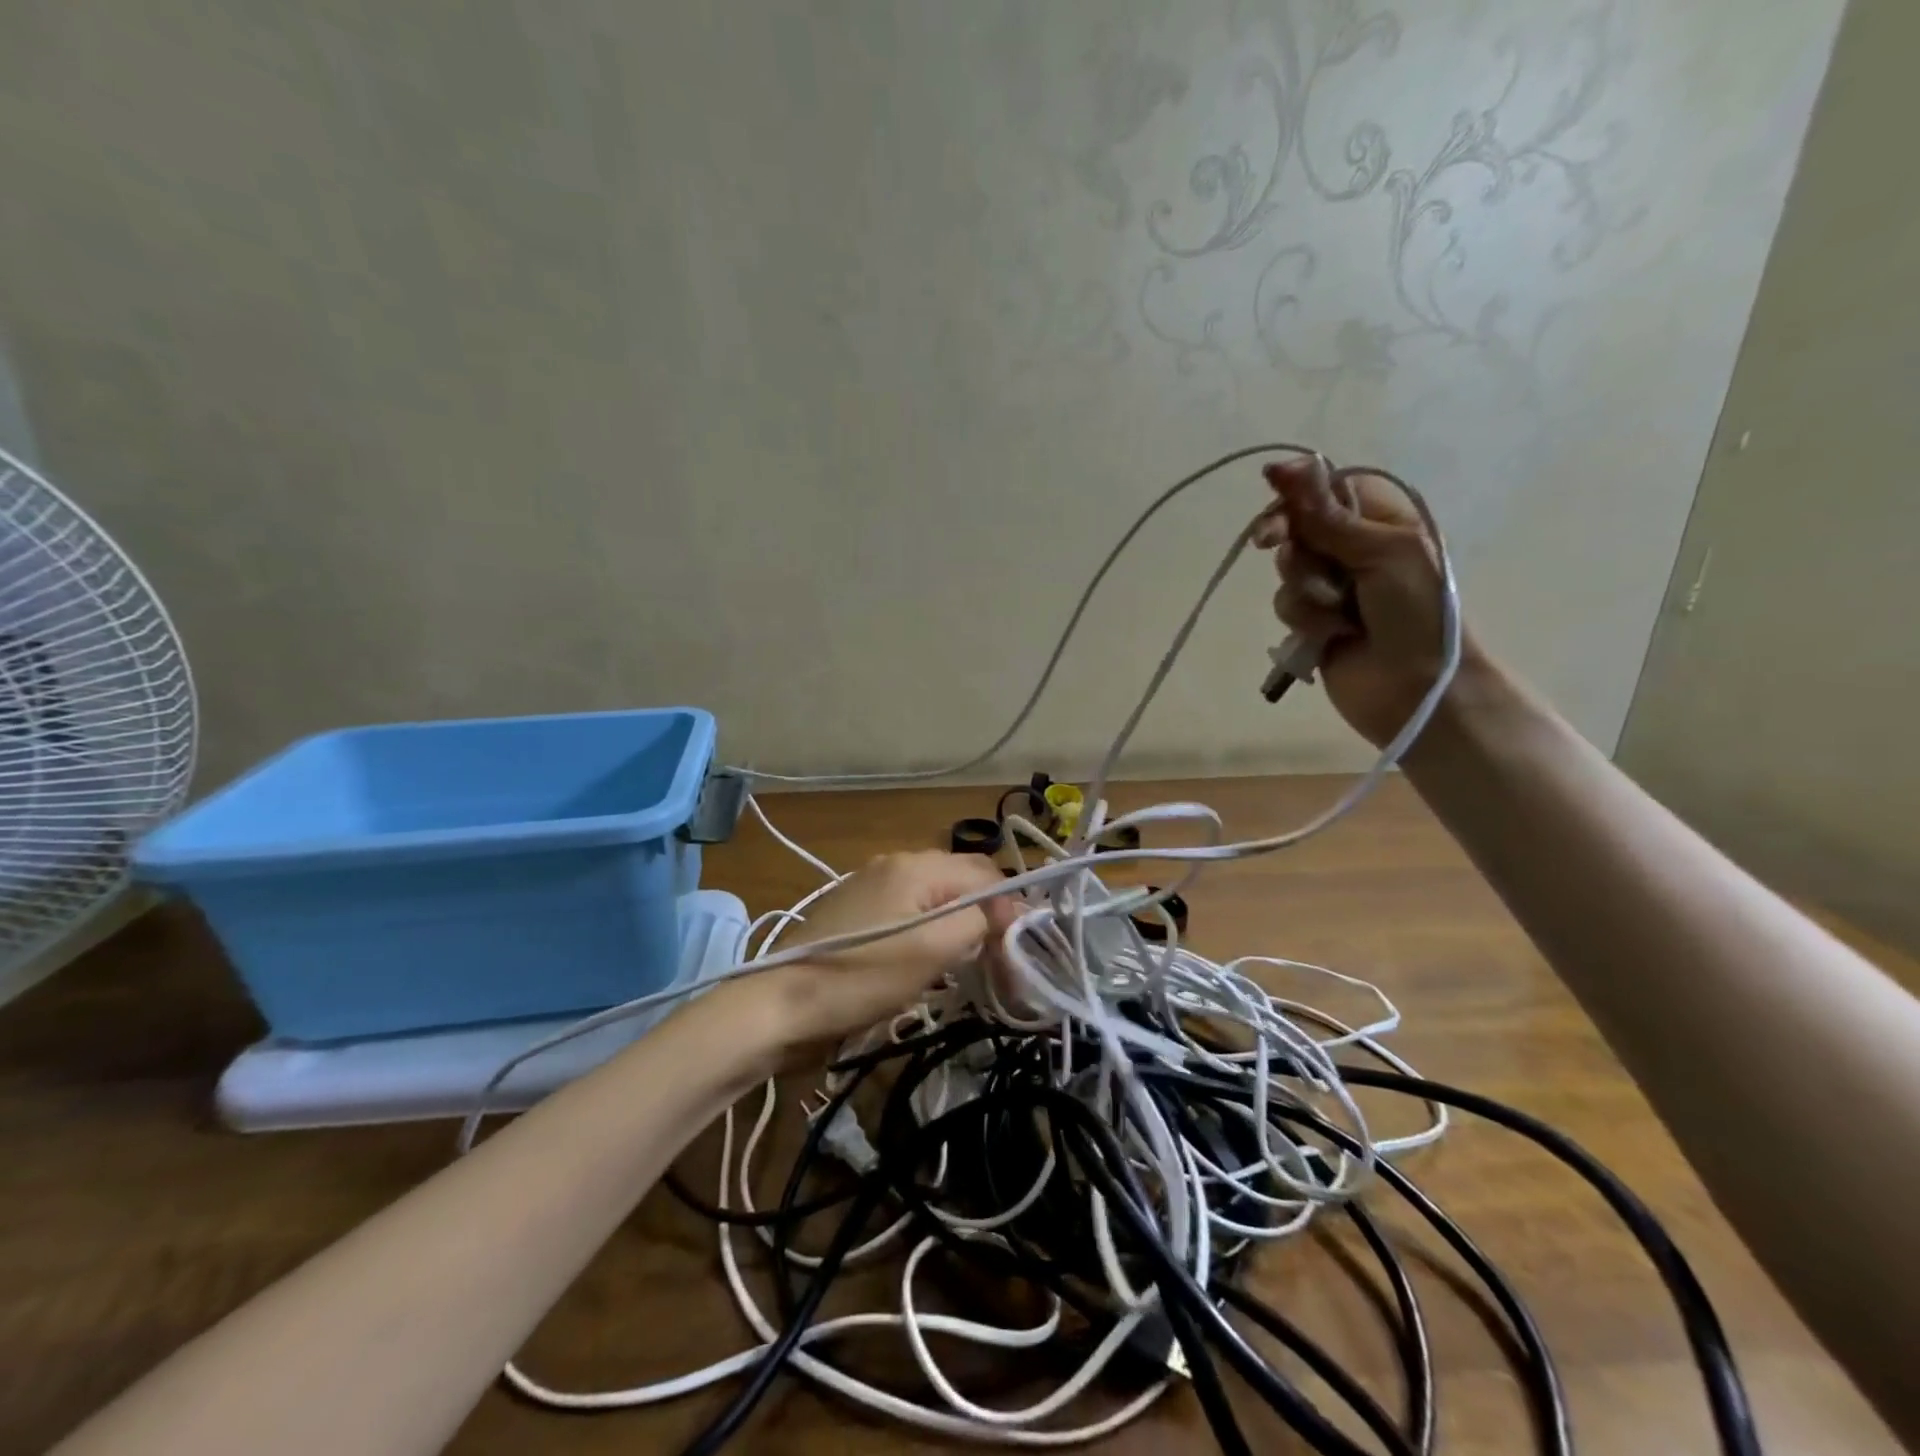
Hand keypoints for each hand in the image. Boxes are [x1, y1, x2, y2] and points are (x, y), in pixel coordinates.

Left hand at [706, 851, 1018, 1066]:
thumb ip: (978, 920)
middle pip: (961, 881)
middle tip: (1001, 960)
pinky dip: (930, 933)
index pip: (986, 872)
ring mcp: (870, 886)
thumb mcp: (932, 949)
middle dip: (987, 915)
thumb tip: (1008, 911)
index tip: (1022, 950)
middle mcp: (895, 863)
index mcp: (915, 864)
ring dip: (959, 926)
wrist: (778, 1005)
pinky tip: (930, 962)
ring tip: (971, 964)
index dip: (1012, 907)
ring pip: (936, 898)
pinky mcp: (855, 912)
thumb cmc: (861, 976)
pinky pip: (909, 913)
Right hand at [1253, 458, 1478, 746]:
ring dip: (1306, 594)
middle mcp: (1354, 548)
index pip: (1324, 489)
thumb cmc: (1415, 611)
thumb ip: (1326, 513)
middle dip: (1296, 551)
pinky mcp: (1314, 622)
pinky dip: (1305, 621)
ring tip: (1338, 614)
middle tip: (1293, 559)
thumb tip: (1282, 465)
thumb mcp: (1379, 551)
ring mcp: (1333, 587)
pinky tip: (1331, 636)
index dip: (1295, 499)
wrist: (1418, 688)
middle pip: (1298, 530)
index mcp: (1381, 520)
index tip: (1275, 518)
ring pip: (1288, 572)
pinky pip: (1288, 607)